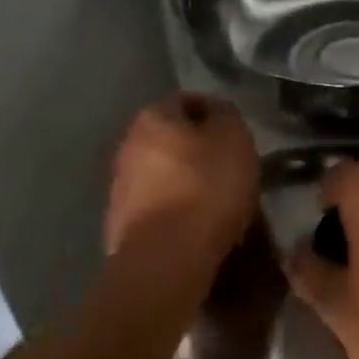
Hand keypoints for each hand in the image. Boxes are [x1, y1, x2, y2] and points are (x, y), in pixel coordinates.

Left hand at [105, 94, 258, 267]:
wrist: (166, 258)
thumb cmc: (206, 188)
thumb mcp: (234, 140)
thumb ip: (227, 116)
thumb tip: (217, 112)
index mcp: (152, 118)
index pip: (186, 99)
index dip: (215, 113)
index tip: (238, 135)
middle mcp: (127, 146)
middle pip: (170, 138)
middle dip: (199, 149)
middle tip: (230, 168)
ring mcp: (120, 187)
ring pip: (162, 173)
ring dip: (186, 181)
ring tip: (218, 202)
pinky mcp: (121, 224)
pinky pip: (157, 206)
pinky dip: (176, 211)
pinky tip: (197, 227)